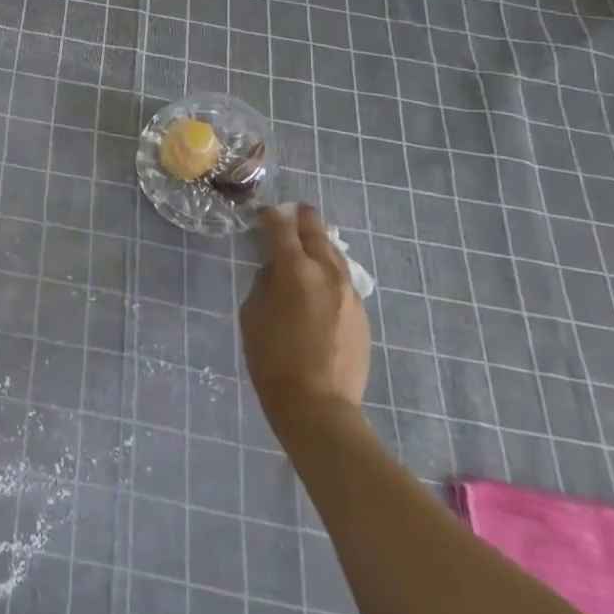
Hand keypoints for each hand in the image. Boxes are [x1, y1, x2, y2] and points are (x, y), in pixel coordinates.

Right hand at [241, 203, 371, 439]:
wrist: (317, 404)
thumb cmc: (272, 358)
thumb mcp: (253, 314)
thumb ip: (265, 283)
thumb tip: (276, 270)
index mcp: (295, 270)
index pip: (280, 230)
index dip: (269, 217)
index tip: (262, 211)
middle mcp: (327, 274)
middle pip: (316, 234)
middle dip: (303, 220)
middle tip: (296, 210)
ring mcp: (349, 294)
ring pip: (335, 256)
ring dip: (321, 243)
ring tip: (311, 238)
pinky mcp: (360, 314)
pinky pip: (343, 280)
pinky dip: (330, 270)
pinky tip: (323, 278)